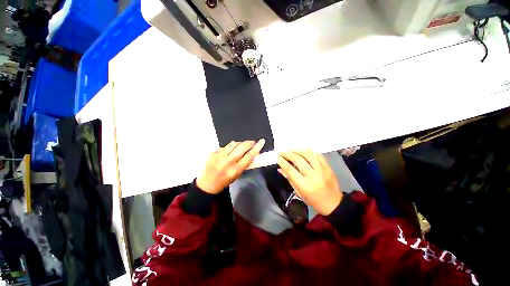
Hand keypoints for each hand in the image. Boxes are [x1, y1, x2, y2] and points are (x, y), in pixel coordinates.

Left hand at [197, 139, 264, 193]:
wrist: (208, 184)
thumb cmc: (225, 181)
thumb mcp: (237, 175)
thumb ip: (245, 164)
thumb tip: (253, 152)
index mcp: (235, 170)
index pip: (249, 156)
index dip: (257, 148)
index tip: (261, 141)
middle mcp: (227, 162)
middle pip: (241, 147)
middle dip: (248, 143)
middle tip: (251, 142)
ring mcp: (218, 157)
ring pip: (233, 143)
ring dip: (239, 144)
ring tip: (240, 146)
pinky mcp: (212, 153)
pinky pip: (224, 146)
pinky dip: (229, 147)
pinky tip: (228, 152)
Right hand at [277, 150, 342, 215]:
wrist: (334, 203)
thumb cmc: (314, 201)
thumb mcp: (299, 193)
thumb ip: (290, 179)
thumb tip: (280, 169)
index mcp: (305, 185)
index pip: (290, 169)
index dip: (282, 161)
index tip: (277, 156)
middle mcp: (314, 176)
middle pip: (298, 160)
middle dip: (288, 154)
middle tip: (282, 152)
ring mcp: (322, 170)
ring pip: (309, 154)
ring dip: (298, 150)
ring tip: (291, 149)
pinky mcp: (328, 167)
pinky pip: (318, 155)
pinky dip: (309, 151)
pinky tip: (303, 151)